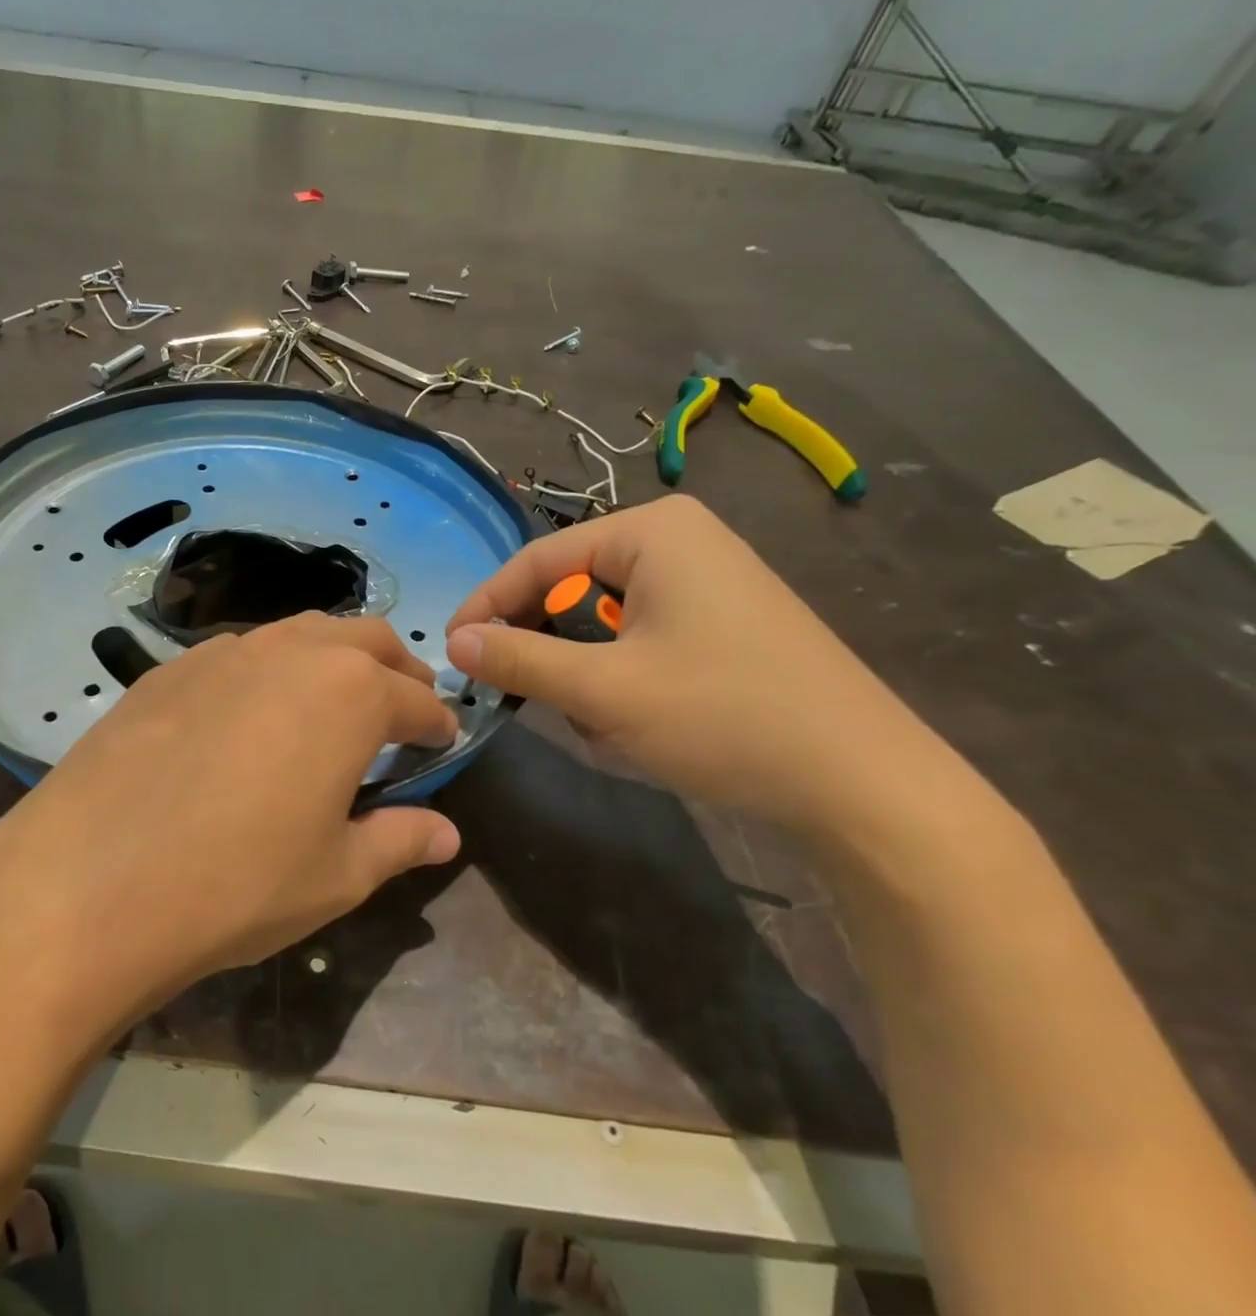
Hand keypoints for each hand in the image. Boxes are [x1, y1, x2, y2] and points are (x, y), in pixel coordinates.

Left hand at [0, 613, 460, 1050]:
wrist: (89, 883)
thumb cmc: (237, 884)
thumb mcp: (337, 875)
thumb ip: (400, 842)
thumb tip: (447, 834)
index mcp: (350, 693)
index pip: (415, 699)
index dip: (437, 723)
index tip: (443, 741)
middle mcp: (292, 652)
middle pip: (364, 640)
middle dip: (395, 670)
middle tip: (402, 708)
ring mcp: (223, 651)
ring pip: (300, 634)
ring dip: (331, 660)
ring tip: (331, 704)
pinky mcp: (169, 668)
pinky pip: (240, 653)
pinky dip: (270, 670)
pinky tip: (251, 715)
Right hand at [444, 496, 956, 841]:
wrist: (863, 784)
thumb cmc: (724, 716)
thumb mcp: (604, 690)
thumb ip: (520, 659)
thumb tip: (455, 642)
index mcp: (651, 532)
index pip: (538, 560)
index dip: (487, 606)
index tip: (451, 653)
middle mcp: (680, 541)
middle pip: (573, 589)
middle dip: (551, 652)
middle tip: (526, 700)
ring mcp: (708, 581)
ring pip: (605, 623)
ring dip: (588, 677)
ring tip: (605, 726)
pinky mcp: (724, 622)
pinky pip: (642, 640)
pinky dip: (624, 682)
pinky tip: (642, 725)